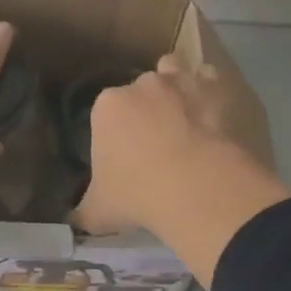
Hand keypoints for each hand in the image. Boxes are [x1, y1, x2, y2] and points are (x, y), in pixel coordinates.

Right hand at [74, 55, 290, 286]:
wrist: (196, 186)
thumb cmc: (137, 194)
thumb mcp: (98, 211)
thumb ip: (83, 210)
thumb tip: (74, 219)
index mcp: (107, 106)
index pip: (105, 112)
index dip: (114, 133)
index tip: (124, 157)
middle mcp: (141, 84)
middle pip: (138, 90)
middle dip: (144, 109)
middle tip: (155, 143)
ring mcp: (180, 82)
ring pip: (172, 70)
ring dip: (175, 87)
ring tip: (182, 116)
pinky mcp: (215, 89)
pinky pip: (209, 79)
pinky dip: (210, 92)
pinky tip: (212, 113)